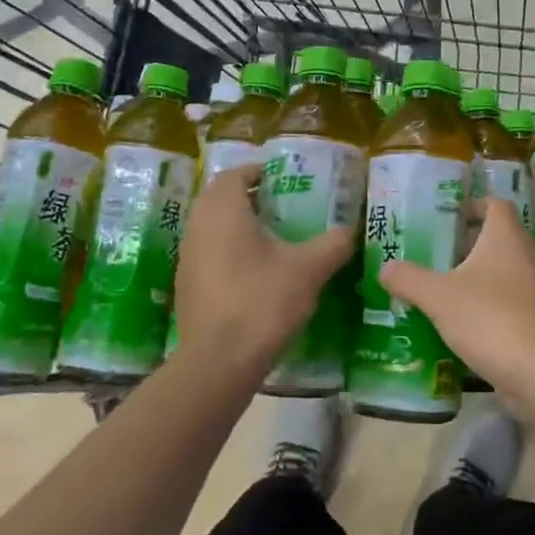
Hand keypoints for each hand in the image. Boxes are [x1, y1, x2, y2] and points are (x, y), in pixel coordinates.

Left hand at [172, 164, 355, 376]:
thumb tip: (348, 231)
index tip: (279, 178)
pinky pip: (207, 254)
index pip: (233, 174)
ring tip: (270, 238)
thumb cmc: (262, 302)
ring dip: (235, 225)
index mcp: (223, 210)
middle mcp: (198, 226)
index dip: (256, 171)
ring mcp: (187, 257)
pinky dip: (227, 252)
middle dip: (246, 197)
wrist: (219, 362)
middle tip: (279, 205)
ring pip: (211, 227)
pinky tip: (253, 273)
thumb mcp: (308, 270)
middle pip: (218, 198)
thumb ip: (332, 244)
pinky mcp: (186, 286)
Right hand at [378, 199, 534, 399]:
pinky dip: (489, 306)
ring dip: (478, 278)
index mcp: (506, 237)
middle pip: (498, 238)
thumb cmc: (490, 318)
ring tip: (443, 289)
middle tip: (435, 255)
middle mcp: (527, 255)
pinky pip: (511, 301)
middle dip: (468, 245)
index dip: (472, 205)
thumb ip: (409, 279)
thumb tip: (385, 268)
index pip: (495, 204)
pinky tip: (464, 323)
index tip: (446, 218)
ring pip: (504, 272)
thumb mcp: (438, 297)